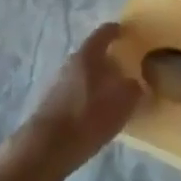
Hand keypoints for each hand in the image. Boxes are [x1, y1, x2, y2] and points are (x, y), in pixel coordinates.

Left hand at [0, 23, 141, 180]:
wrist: (45, 148)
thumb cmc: (87, 117)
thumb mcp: (122, 103)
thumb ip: (133, 89)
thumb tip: (135, 84)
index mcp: (87, 56)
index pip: (103, 33)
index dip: (116, 31)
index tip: (126, 32)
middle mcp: (70, 64)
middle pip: (92, 55)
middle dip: (109, 61)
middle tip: (126, 70)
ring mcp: (57, 84)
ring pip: (83, 75)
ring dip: (97, 81)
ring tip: (113, 95)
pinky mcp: (51, 104)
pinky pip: (75, 93)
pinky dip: (88, 97)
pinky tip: (96, 113)